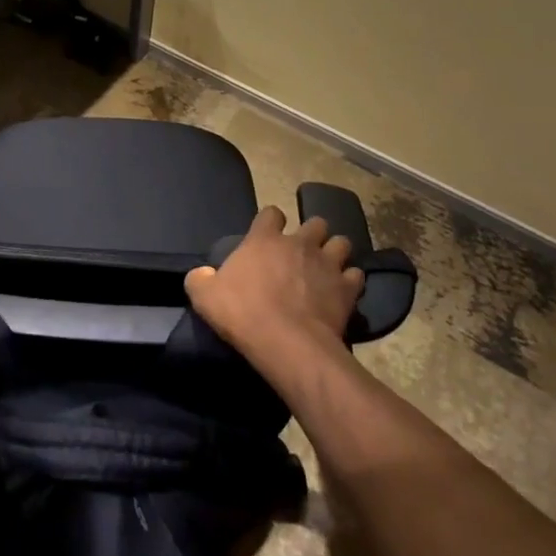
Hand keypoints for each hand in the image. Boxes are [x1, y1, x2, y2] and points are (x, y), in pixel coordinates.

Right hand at [185, 206, 363, 368]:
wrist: (287, 343)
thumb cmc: (243, 313)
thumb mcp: (205, 297)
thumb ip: (200, 280)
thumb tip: (201, 275)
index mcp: (264, 238)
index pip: (272, 213)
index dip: (272, 222)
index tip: (269, 235)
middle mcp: (299, 242)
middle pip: (315, 222)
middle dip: (312, 233)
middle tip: (304, 252)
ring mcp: (326, 263)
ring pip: (341, 242)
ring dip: (335, 252)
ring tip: (328, 268)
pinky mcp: (347, 288)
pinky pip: (356, 275)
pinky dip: (351, 281)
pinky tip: (343, 292)